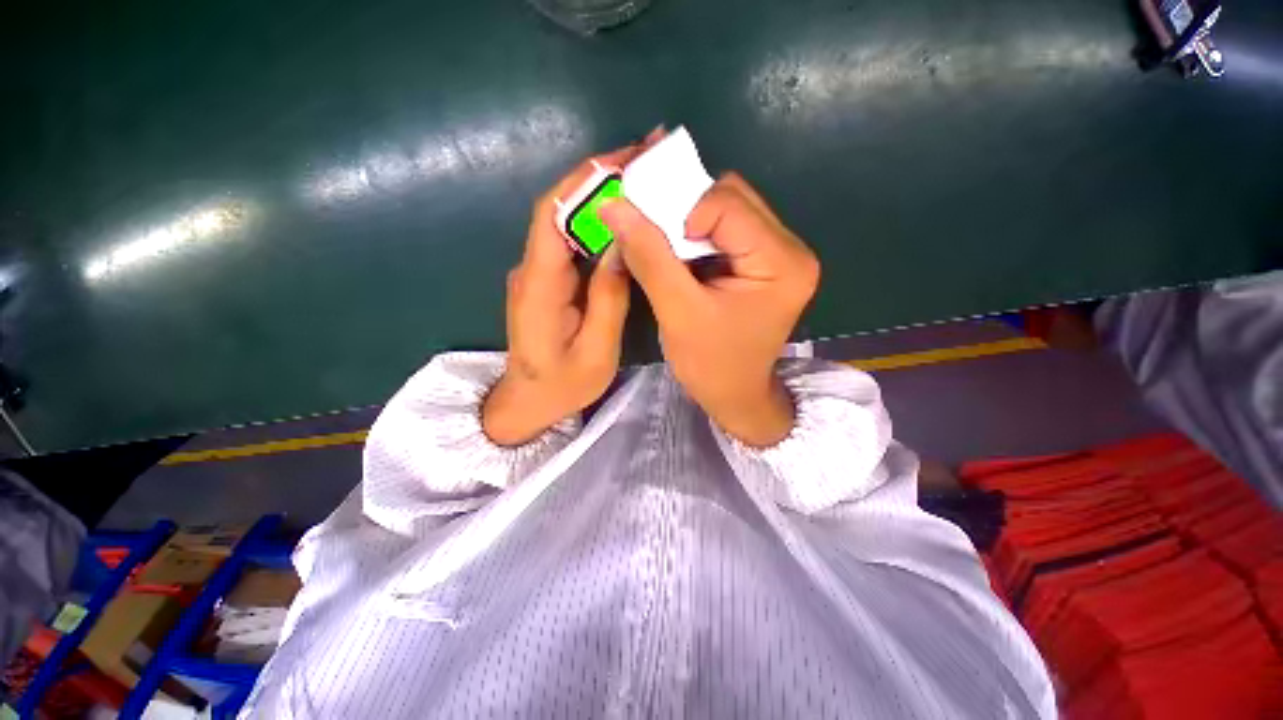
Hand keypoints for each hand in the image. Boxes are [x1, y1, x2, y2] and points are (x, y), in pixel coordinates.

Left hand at [481, 145, 642, 446]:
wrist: (528, 402)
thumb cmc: (563, 385)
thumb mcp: (597, 350)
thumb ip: (609, 299)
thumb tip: (623, 245)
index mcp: (539, 285)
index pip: (553, 213)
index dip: (585, 180)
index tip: (626, 159)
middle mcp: (532, 268)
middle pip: (560, 208)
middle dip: (599, 178)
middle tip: (645, 159)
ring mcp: (538, 272)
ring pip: (567, 221)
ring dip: (600, 196)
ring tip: (642, 180)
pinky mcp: (548, 279)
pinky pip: (571, 241)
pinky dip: (597, 223)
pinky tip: (625, 219)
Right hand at [600, 173, 819, 446]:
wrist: (735, 396)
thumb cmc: (711, 365)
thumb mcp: (677, 312)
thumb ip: (648, 256)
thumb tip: (613, 205)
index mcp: (781, 262)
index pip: (727, 204)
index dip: (682, 214)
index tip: (656, 246)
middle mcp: (792, 249)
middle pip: (732, 198)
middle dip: (686, 216)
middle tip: (659, 246)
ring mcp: (782, 254)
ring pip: (728, 210)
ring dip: (690, 227)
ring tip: (672, 259)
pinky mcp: (767, 262)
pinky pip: (728, 229)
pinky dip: (699, 239)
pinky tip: (686, 263)